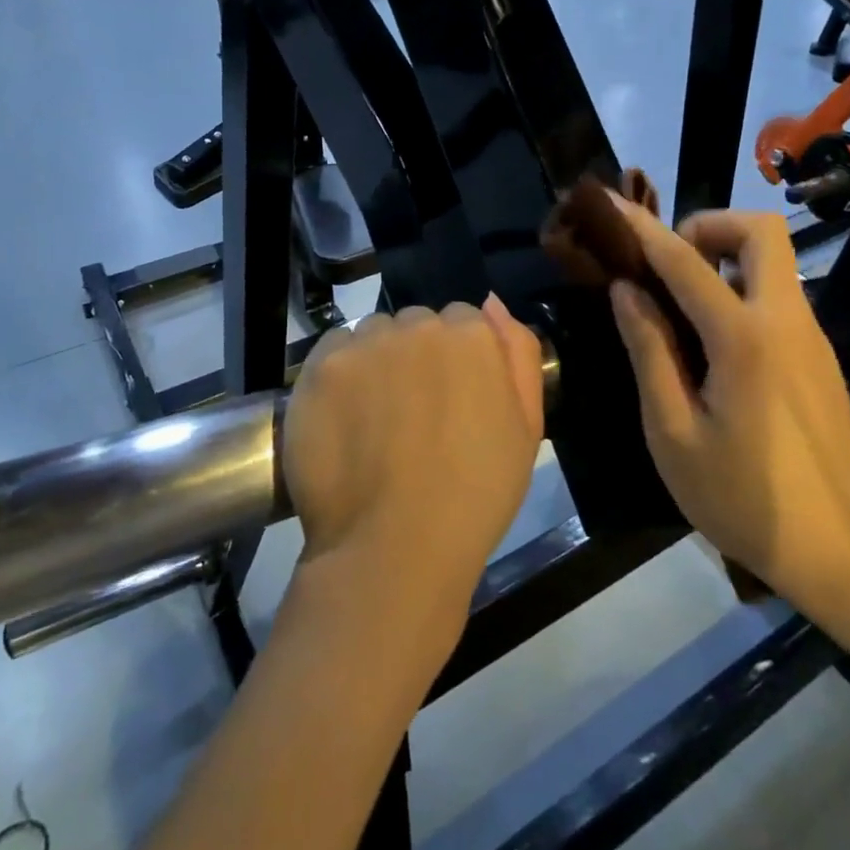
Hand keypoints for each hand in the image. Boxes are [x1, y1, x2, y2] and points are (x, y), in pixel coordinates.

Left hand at [281, 299, 544, 628]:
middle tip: (413, 413)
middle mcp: (419, 325)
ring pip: (375, 333)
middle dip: (418, 355)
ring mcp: (367, 343)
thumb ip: (518, 353)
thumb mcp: (526, 428)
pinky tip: (345, 416)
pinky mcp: (322, 365)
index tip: (450, 401)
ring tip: (374, 418)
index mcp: (473, 336)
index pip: (464, 322)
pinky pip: (334, 348)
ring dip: (378, 359)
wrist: (395, 548)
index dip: (458, 362)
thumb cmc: (475, 496)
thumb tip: (493, 301)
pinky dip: (340, 373)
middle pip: (417, 324)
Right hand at [606, 203, 849, 621]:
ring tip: (677, 307)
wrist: (839, 549)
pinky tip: (711, 345)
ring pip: (773, 261)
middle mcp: (786, 321)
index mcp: (744, 339)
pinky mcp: (819, 356)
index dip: (642, 229)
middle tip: (667, 265)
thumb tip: (627, 291)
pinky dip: (740, 291)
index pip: (685, 261)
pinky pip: (778, 296)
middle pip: (761, 231)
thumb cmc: (742, 498)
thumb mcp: (673, 432)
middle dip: (708, 227)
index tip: (609, 204)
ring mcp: (812, 336)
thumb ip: (649, 352)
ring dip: (724, 259)